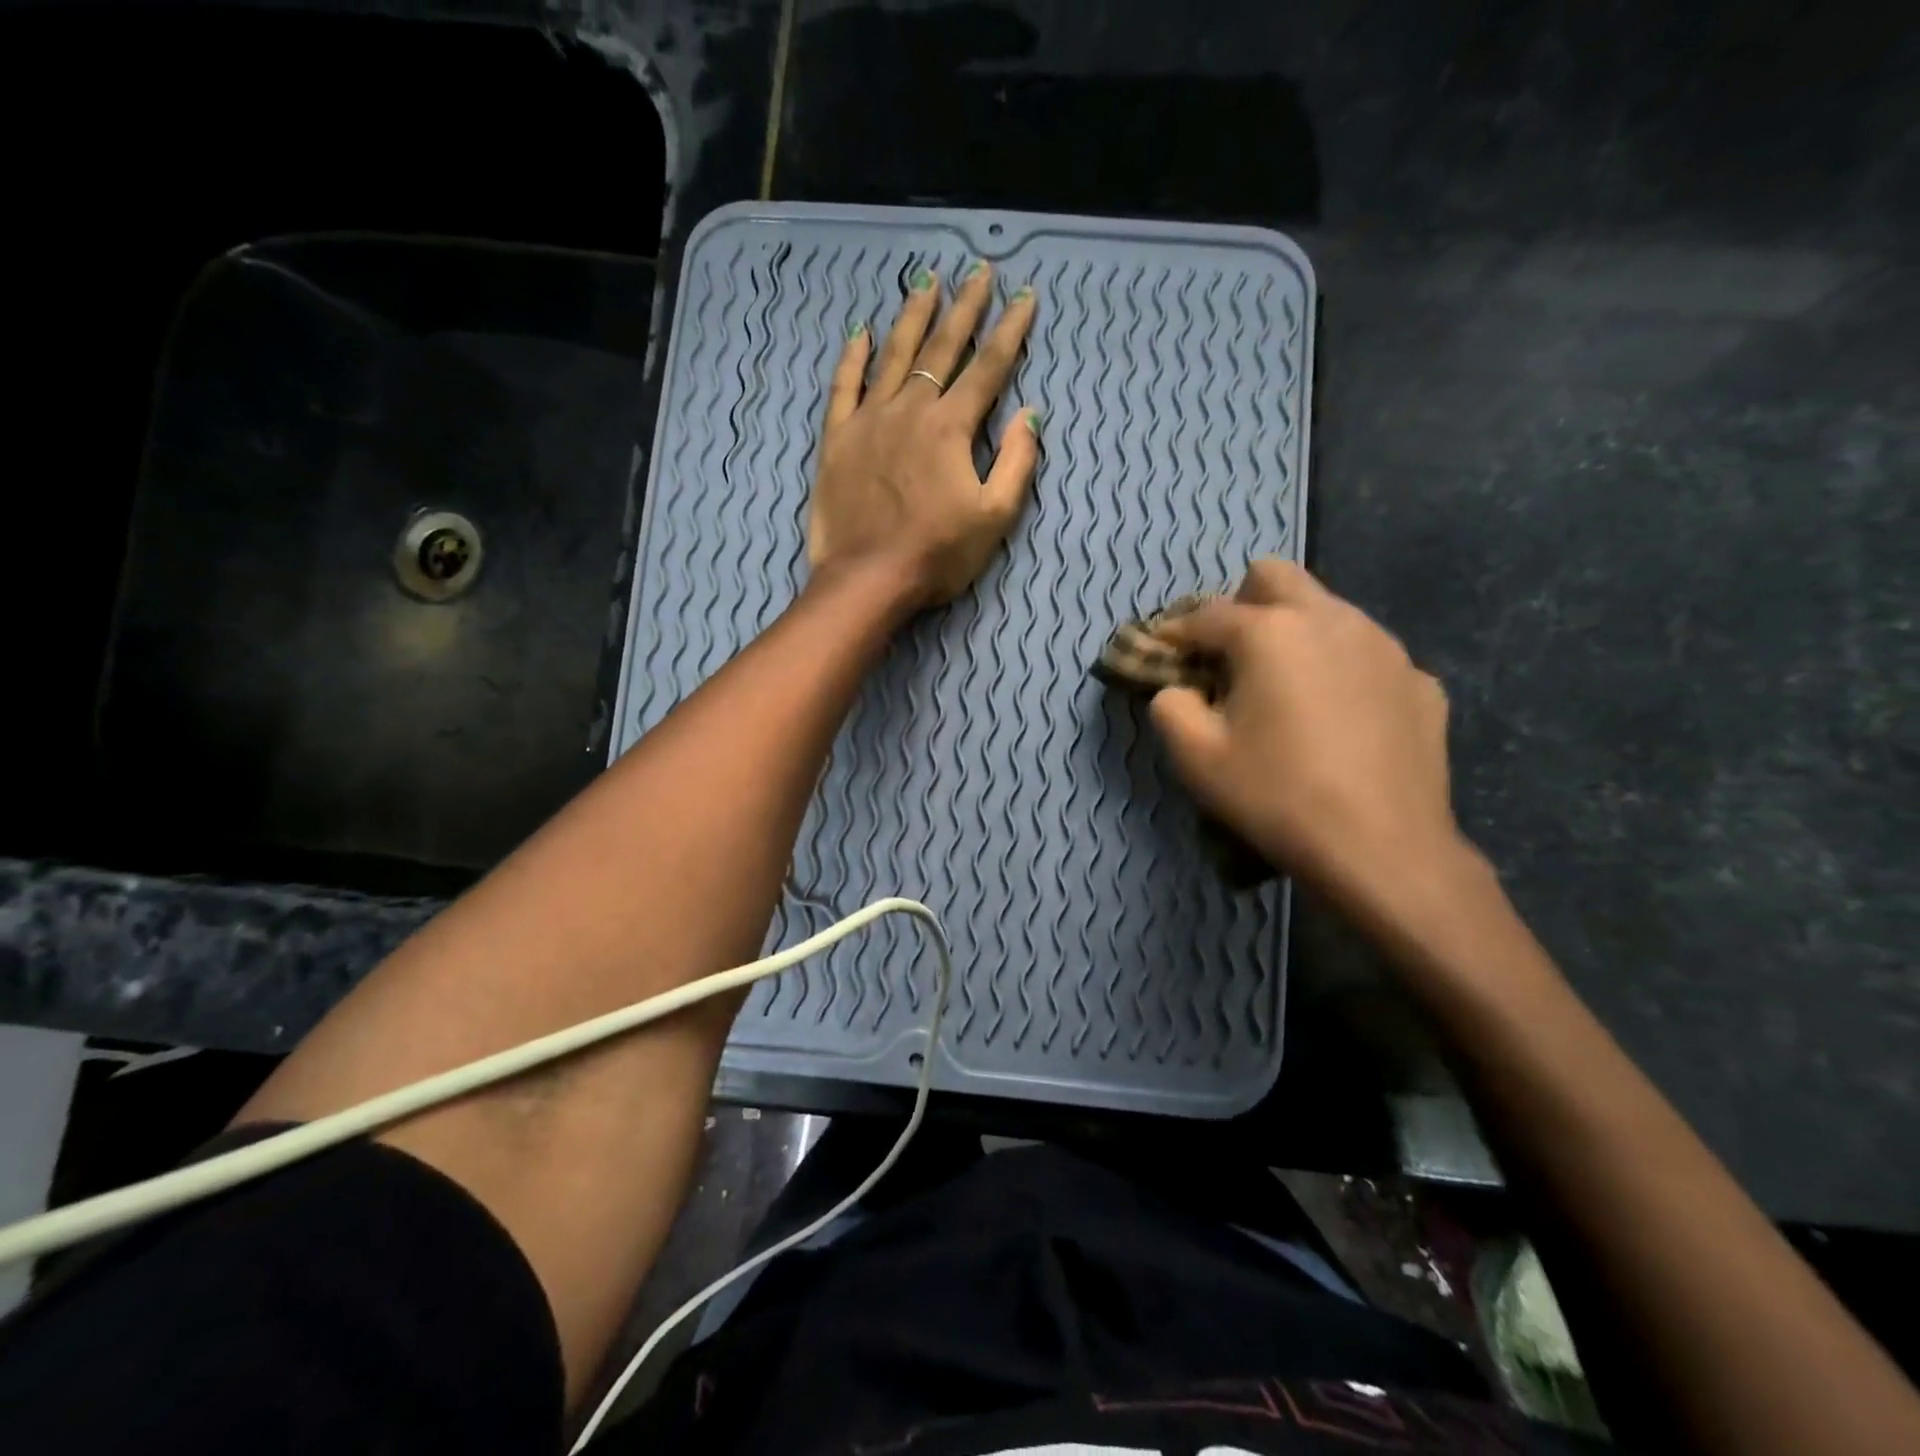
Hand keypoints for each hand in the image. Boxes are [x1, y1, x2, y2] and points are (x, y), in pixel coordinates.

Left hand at [807, 262, 1039, 609]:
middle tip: (978, 271)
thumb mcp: (994, 517)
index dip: (1010, 331)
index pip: (988, 368)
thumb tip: (1029, 415)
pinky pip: (844, 387)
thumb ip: (1016, 463)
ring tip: (926, 281)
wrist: (868, 579)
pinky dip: (853, 357)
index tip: (1024, 296)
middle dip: (965, 308)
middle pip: (942, 348)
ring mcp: (869, 420)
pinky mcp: (837, 439)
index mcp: (951, 428)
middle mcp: (911, 410)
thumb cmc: (937, 555)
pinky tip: (861, 332)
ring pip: (894, 355)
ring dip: (913, 316)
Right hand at [1149, 560, 1473, 918]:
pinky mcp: (1419, 681)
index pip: (1205, 614)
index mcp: (1271, 632)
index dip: (1174, 632)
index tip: (1160, 653)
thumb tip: (1177, 690)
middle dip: (1241, 605)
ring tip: (1284, 689)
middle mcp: (1331, 620)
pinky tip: (1339, 719)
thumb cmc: (1276, 796)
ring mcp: (1385, 647)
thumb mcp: (1196, 757)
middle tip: (1228, 658)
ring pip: (1327, 610)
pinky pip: (1367, 655)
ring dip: (1294, 633)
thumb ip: (1170, 707)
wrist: (1383, 849)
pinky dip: (1341, 670)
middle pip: (1274, 577)